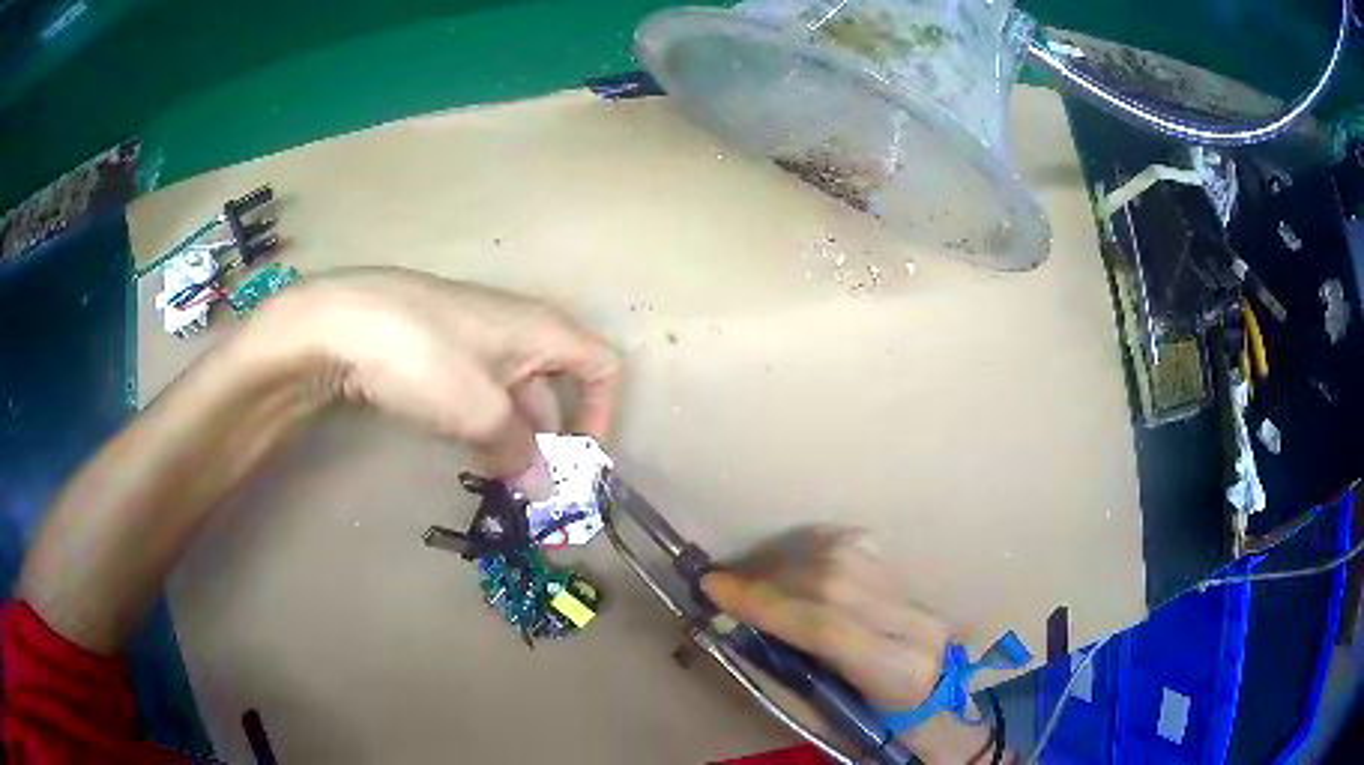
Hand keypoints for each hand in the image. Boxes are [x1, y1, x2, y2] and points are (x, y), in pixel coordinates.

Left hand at [250, 267, 621, 496]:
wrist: (343, 323)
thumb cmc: (426, 358)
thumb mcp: (481, 411)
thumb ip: (519, 452)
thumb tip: (543, 487)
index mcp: (543, 330)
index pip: (603, 366)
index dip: (602, 414)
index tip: (578, 461)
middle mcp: (518, 329)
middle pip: (556, 388)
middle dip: (551, 442)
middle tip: (533, 491)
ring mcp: (474, 339)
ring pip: (512, 396)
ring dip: (513, 440)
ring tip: (497, 482)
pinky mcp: (439, 352)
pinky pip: (477, 392)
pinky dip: (480, 425)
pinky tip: (461, 450)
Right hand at [703, 527, 999, 762]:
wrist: (925, 703)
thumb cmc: (867, 724)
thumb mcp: (820, 717)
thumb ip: (781, 673)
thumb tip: (736, 627)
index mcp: (895, 672)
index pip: (827, 627)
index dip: (766, 603)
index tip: (715, 587)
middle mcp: (914, 625)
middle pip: (835, 582)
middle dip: (770, 577)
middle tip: (726, 581)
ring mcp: (916, 597)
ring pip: (846, 555)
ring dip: (789, 559)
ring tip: (753, 574)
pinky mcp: (909, 580)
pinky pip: (857, 546)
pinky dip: (815, 548)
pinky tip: (791, 561)